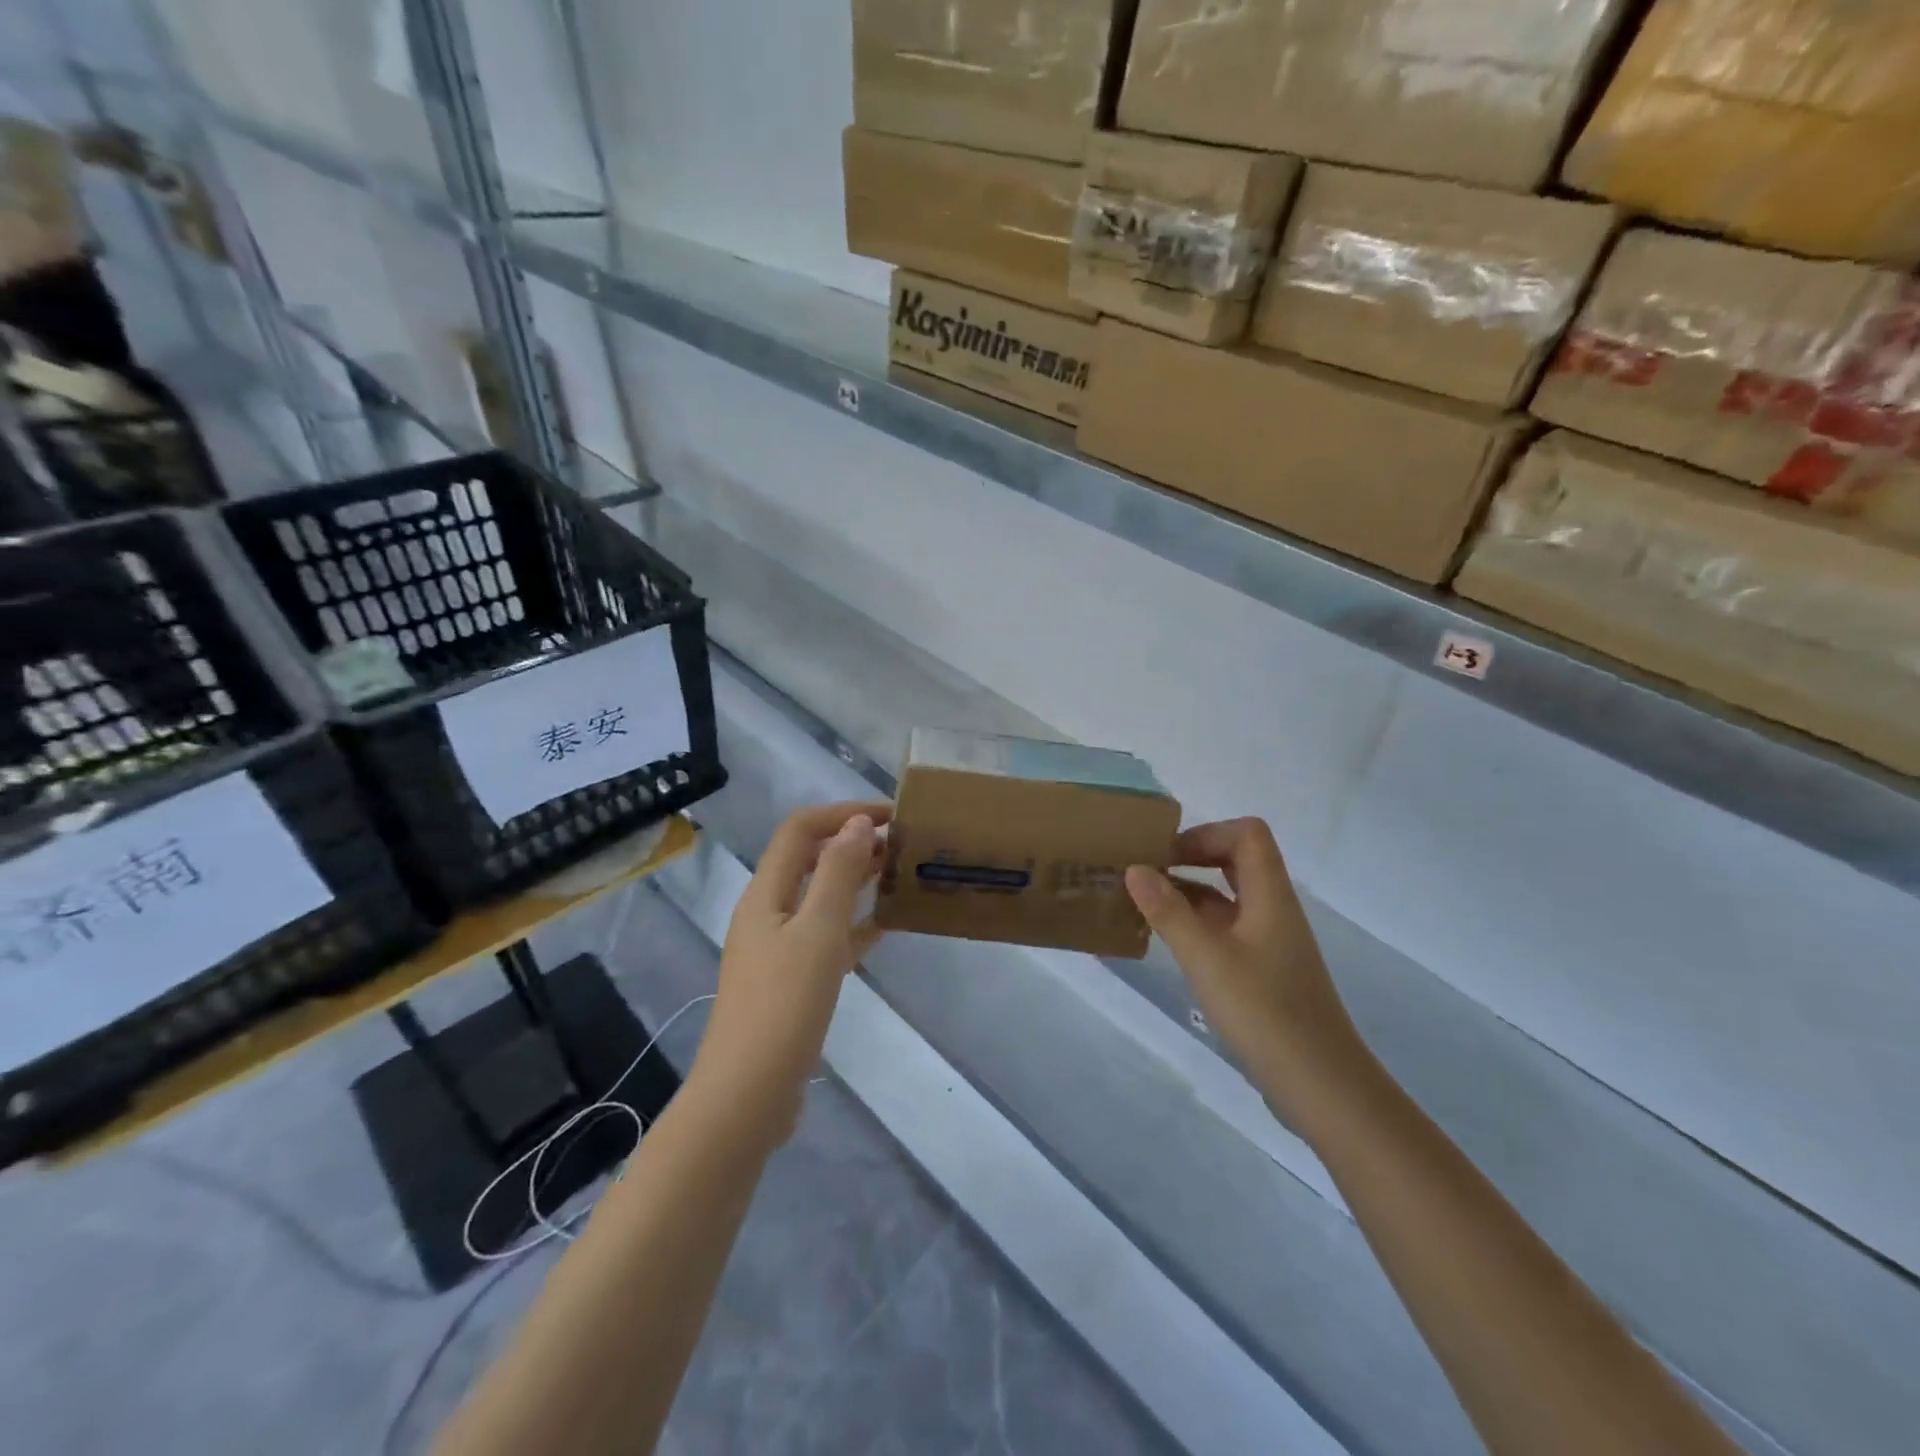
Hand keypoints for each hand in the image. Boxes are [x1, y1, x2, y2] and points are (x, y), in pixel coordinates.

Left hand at [695, 802, 889, 1142]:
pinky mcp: (789, 981)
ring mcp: (776, 949)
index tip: (890, 817)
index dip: (842, 813)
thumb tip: (857, 824)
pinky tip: (885, 927)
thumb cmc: (784, 1006)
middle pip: (808, 860)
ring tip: (897, 875)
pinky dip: (853, 924)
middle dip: (851, 843)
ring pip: (819, 898)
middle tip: (900, 844)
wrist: (747, 1095)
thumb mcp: (818, 933)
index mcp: (766, 893)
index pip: (800, 829)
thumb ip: (838, 874)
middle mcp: (767, 913)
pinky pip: (825, 937)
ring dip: (854, 880)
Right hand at [1125, 818, 1373, 1135]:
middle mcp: (1273, 909)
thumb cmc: (1264, 1012)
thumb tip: (1135, 868)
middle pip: (1237, 859)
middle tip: (1147, 872)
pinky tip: (1167, 941)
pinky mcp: (1263, 970)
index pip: (1247, 834)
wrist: (1321, 1084)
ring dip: (1189, 893)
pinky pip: (1227, 928)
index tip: (1165, 855)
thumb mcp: (1206, 959)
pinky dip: (1196, 924)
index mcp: (1270, 895)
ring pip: (1228, 897)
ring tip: (1144, 904)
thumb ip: (1168, 912)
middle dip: (1192, 858)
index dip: (1206, 834)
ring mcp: (1270, 941)